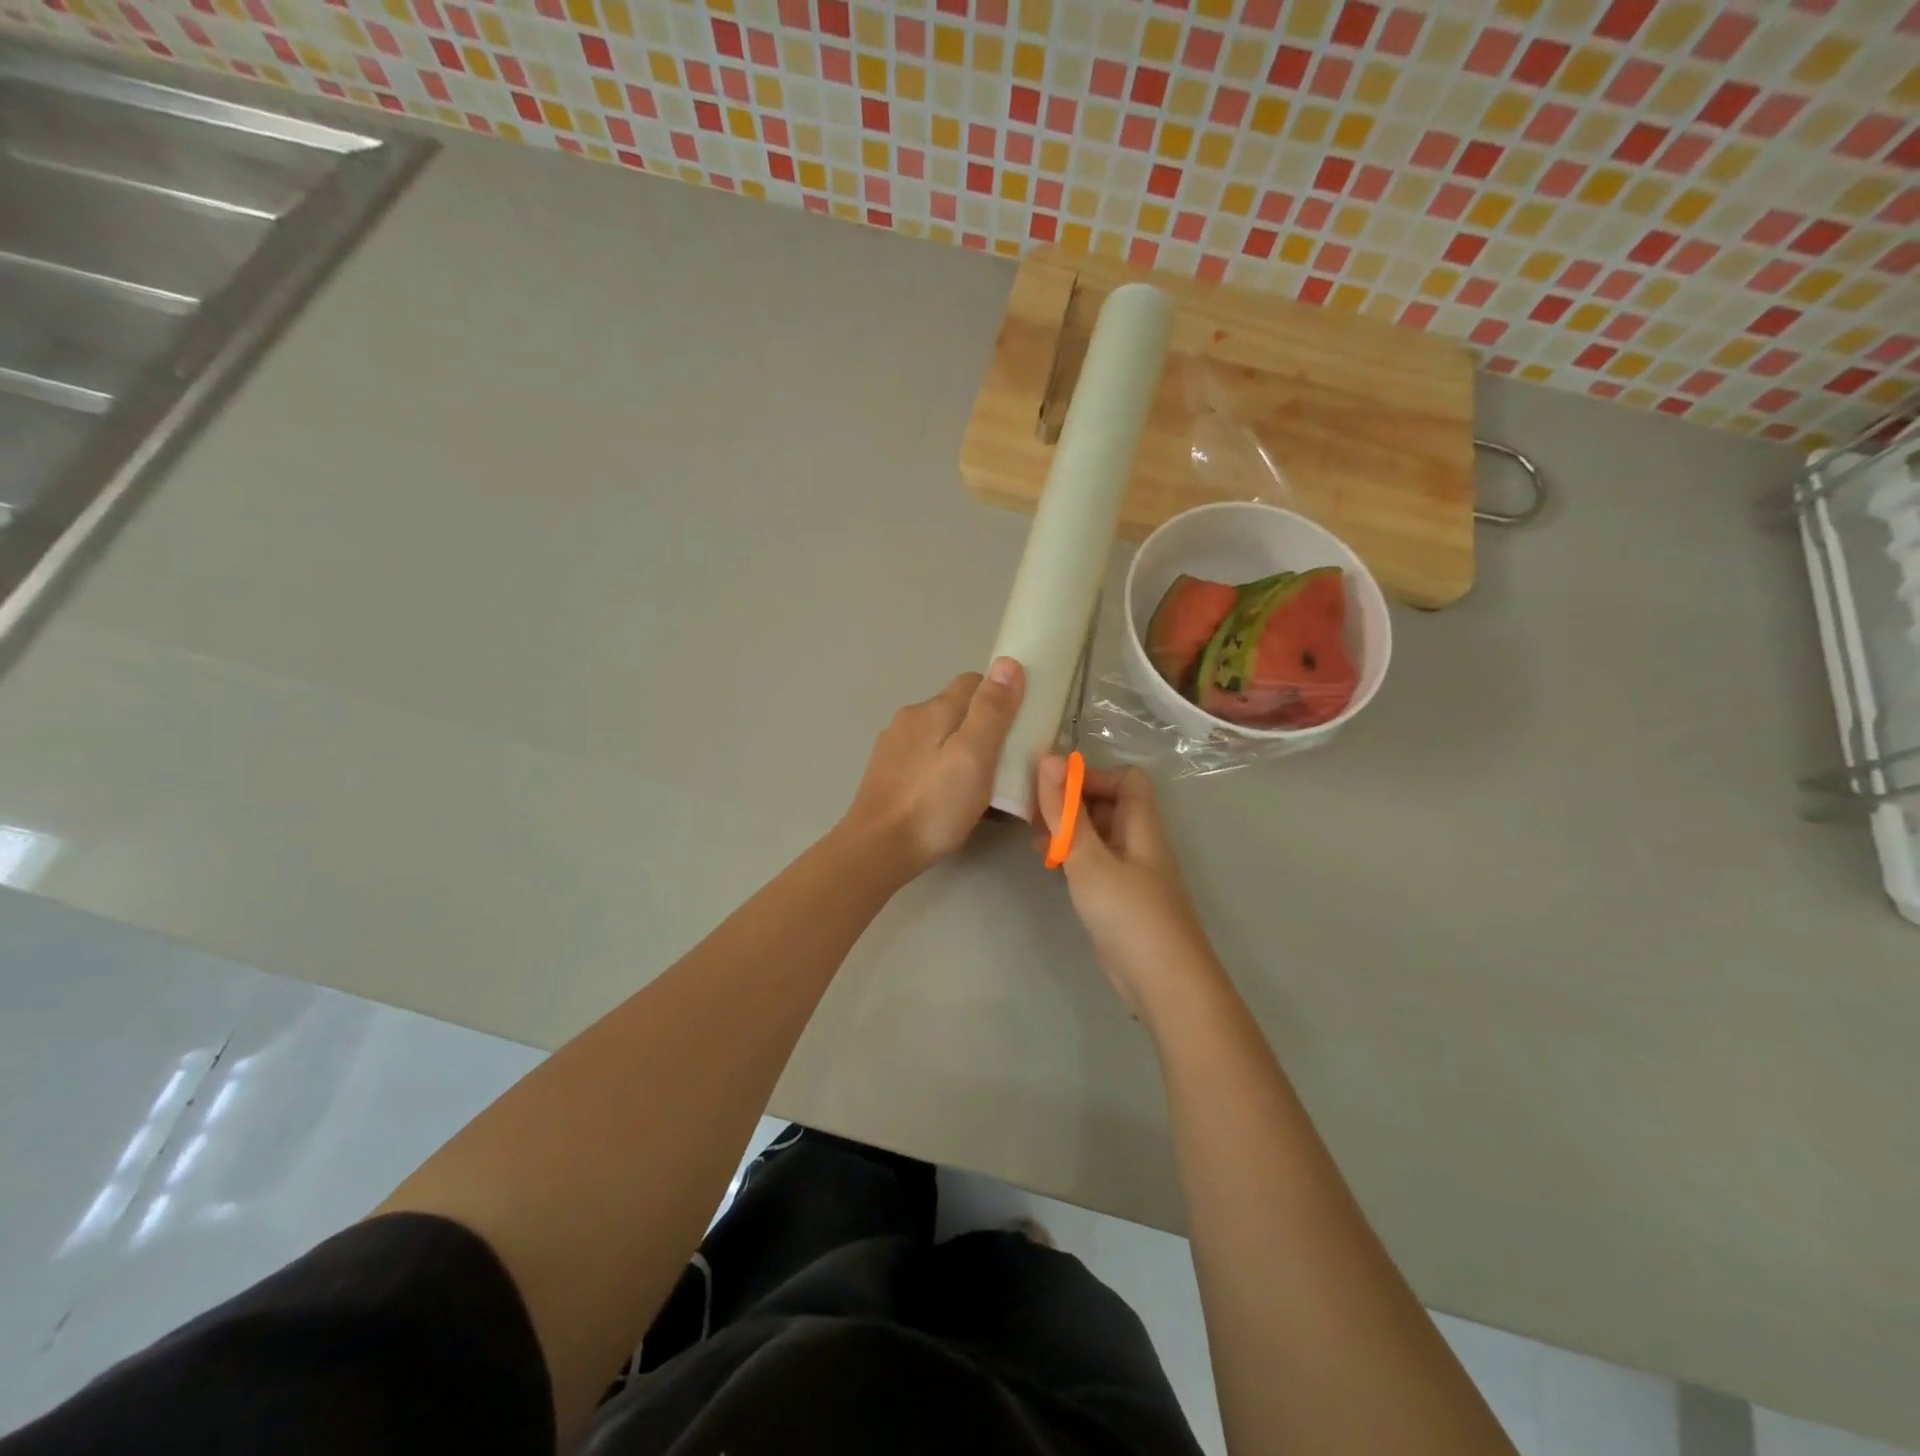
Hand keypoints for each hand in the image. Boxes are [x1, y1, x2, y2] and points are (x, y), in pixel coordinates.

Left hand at [842, 659, 1024, 878]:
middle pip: (956, 708)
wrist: (876, 850)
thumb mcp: (974, 756)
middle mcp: (910, 718)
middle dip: (983, 725)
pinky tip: (947, 795)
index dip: (1001, 697)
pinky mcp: (885, 773)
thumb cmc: (934, 805)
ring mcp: (893, 746)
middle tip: (1006, 762)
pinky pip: (923, 757)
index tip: (1019, 726)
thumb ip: (991, 710)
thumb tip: (1007, 663)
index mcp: (934, 709)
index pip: (975, 682)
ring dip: (961, 748)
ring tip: (979, 783)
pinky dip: (941, 767)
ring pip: (939, 734)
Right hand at [1035, 755, 1219, 1018]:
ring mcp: (1130, 872)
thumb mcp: (1089, 859)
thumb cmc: (1129, 914)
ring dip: (1068, 830)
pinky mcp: (1120, 898)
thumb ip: (1066, 811)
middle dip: (1072, 802)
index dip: (1092, 776)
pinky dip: (1072, 857)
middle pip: (1109, 805)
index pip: (1126, 779)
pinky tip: (1049, 866)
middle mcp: (1139, 843)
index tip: (1055, 789)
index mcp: (1141, 826)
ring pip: (1098, 835)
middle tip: (1033, 813)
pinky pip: (1095, 862)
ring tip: (1034, 839)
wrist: (1164, 983)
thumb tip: (1048, 757)